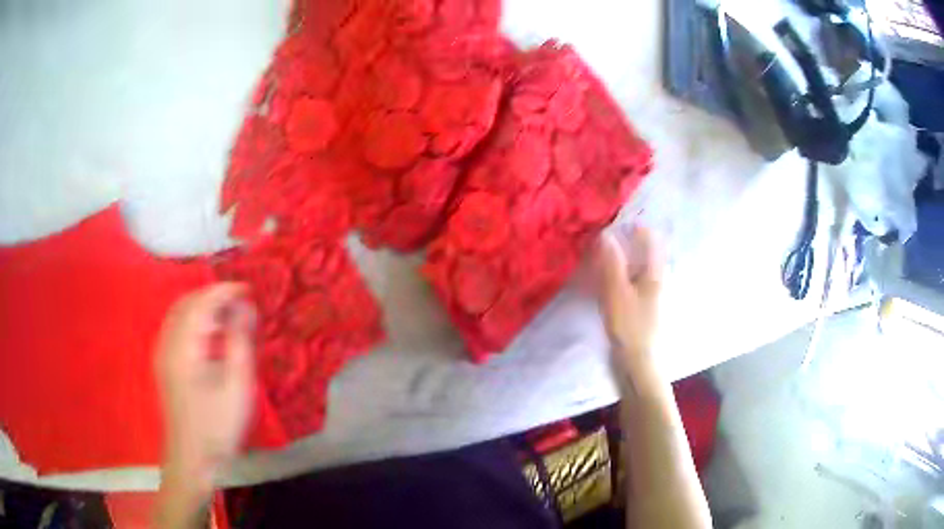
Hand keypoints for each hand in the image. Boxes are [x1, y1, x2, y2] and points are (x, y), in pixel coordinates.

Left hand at [155, 283, 256, 492]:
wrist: (193, 458)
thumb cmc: (217, 425)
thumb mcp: (237, 385)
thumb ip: (239, 341)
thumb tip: (244, 307)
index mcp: (183, 346)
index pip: (201, 303)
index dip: (224, 290)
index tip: (248, 288)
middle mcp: (167, 343)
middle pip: (186, 303)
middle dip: (212, 295)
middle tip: (239, 302)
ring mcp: (162, 354)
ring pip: (179, 314)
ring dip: (203, 307)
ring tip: (228, 317)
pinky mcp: (165, 364)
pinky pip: (177, 329)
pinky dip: (195, 322)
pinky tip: (211, 337)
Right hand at [595, 226, 662, 371]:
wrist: (638, 361)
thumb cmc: (630, 325)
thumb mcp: (617, 292)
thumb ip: (612, 263)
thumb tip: (606, 235)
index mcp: (655, 272)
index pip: (651, 239)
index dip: (636, 227)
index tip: (615, 221)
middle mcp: (657, 279)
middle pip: (645, 252)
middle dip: (627, 242)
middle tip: (604, 238)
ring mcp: (651, 294)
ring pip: (638, 267)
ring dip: (623, 258)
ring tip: (602, 256)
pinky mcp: (643, 306)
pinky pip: (632, 282)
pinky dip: (621, 274)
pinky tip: (607, 280)